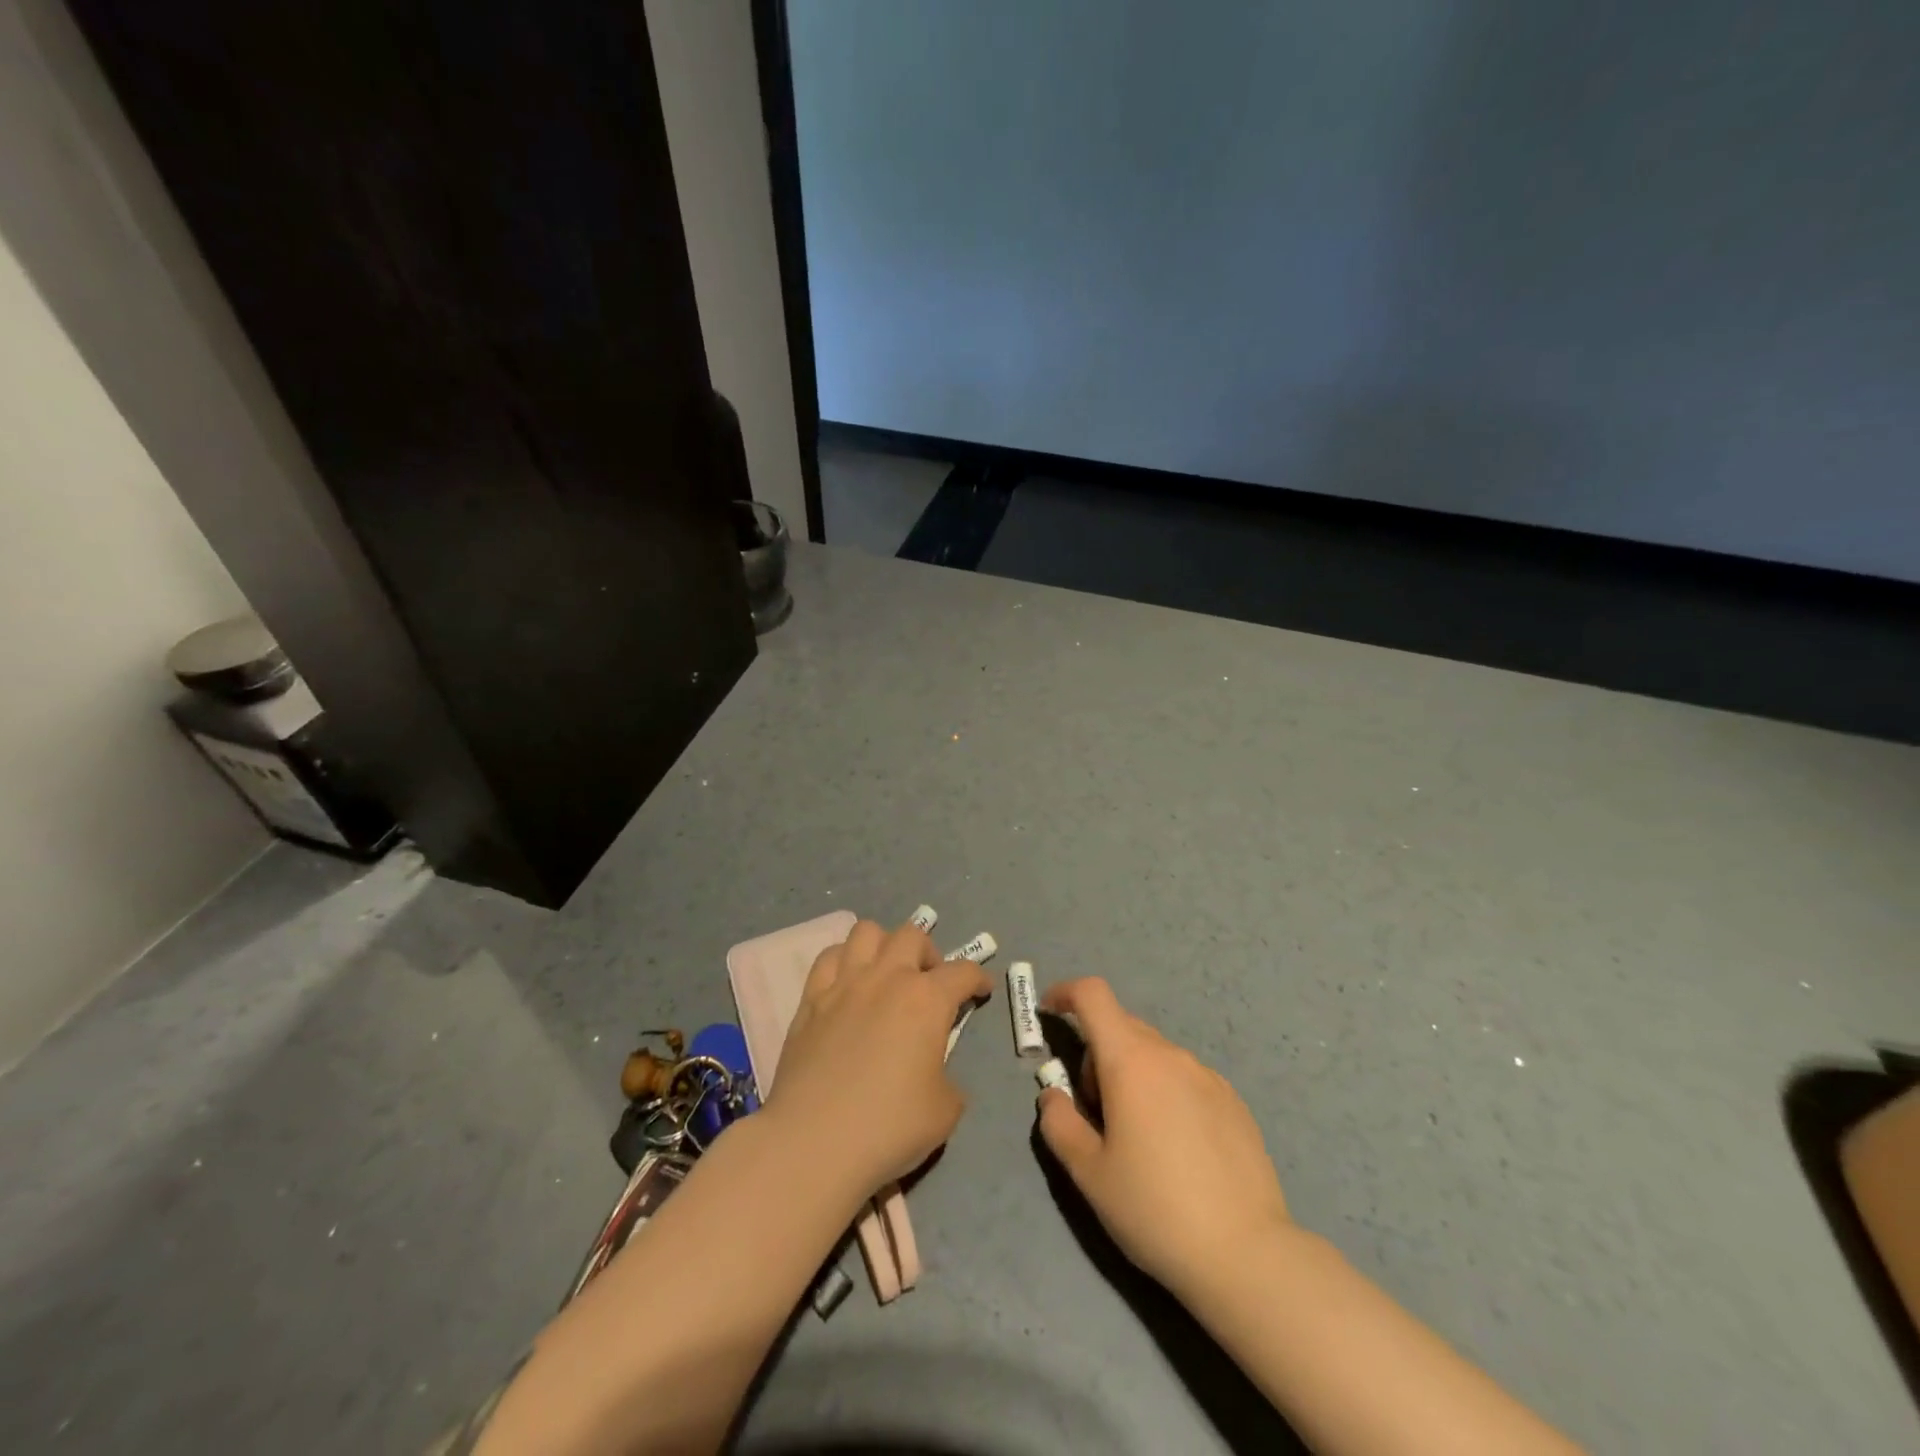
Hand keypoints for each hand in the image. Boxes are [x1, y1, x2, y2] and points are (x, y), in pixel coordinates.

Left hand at [765, 918, 992, 1198]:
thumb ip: (947, 1078)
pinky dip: (844, 961)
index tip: (981, 990)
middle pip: (912, 936)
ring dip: (884, 946)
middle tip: (931, 984)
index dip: (978, 979)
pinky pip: (829, 957)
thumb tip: (933, 1071)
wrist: (814, 1143)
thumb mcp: (944, 1111)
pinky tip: (848, 985)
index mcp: (927, 1000)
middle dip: (929, 954)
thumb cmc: (888, 1127)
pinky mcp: (810, 1000)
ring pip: (867, 932)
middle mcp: (887, 978)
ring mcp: (844, 984)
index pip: (963, 972)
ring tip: (887, 974)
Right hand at [1037, 977, 1291, 1298]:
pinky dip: (1165, 1091)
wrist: (1247, 1255)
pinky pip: (1185, 1077)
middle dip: (1097, 1053)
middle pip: (1122, 1026)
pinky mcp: (1234, 1102)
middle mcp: (1171, 1055)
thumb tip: (1053, 1095)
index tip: (1049, 1012)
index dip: (1066, 993)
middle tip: (1094, 1111)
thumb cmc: (1155, 1209)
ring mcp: (1208, 1076)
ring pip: (1155, 1054)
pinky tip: (1176, 1148)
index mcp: (1131, 1061)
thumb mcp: (1089, 1173)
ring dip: (1132, 1073)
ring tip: (1136, 1136)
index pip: (1094, 996)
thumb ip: (1059, 1123)